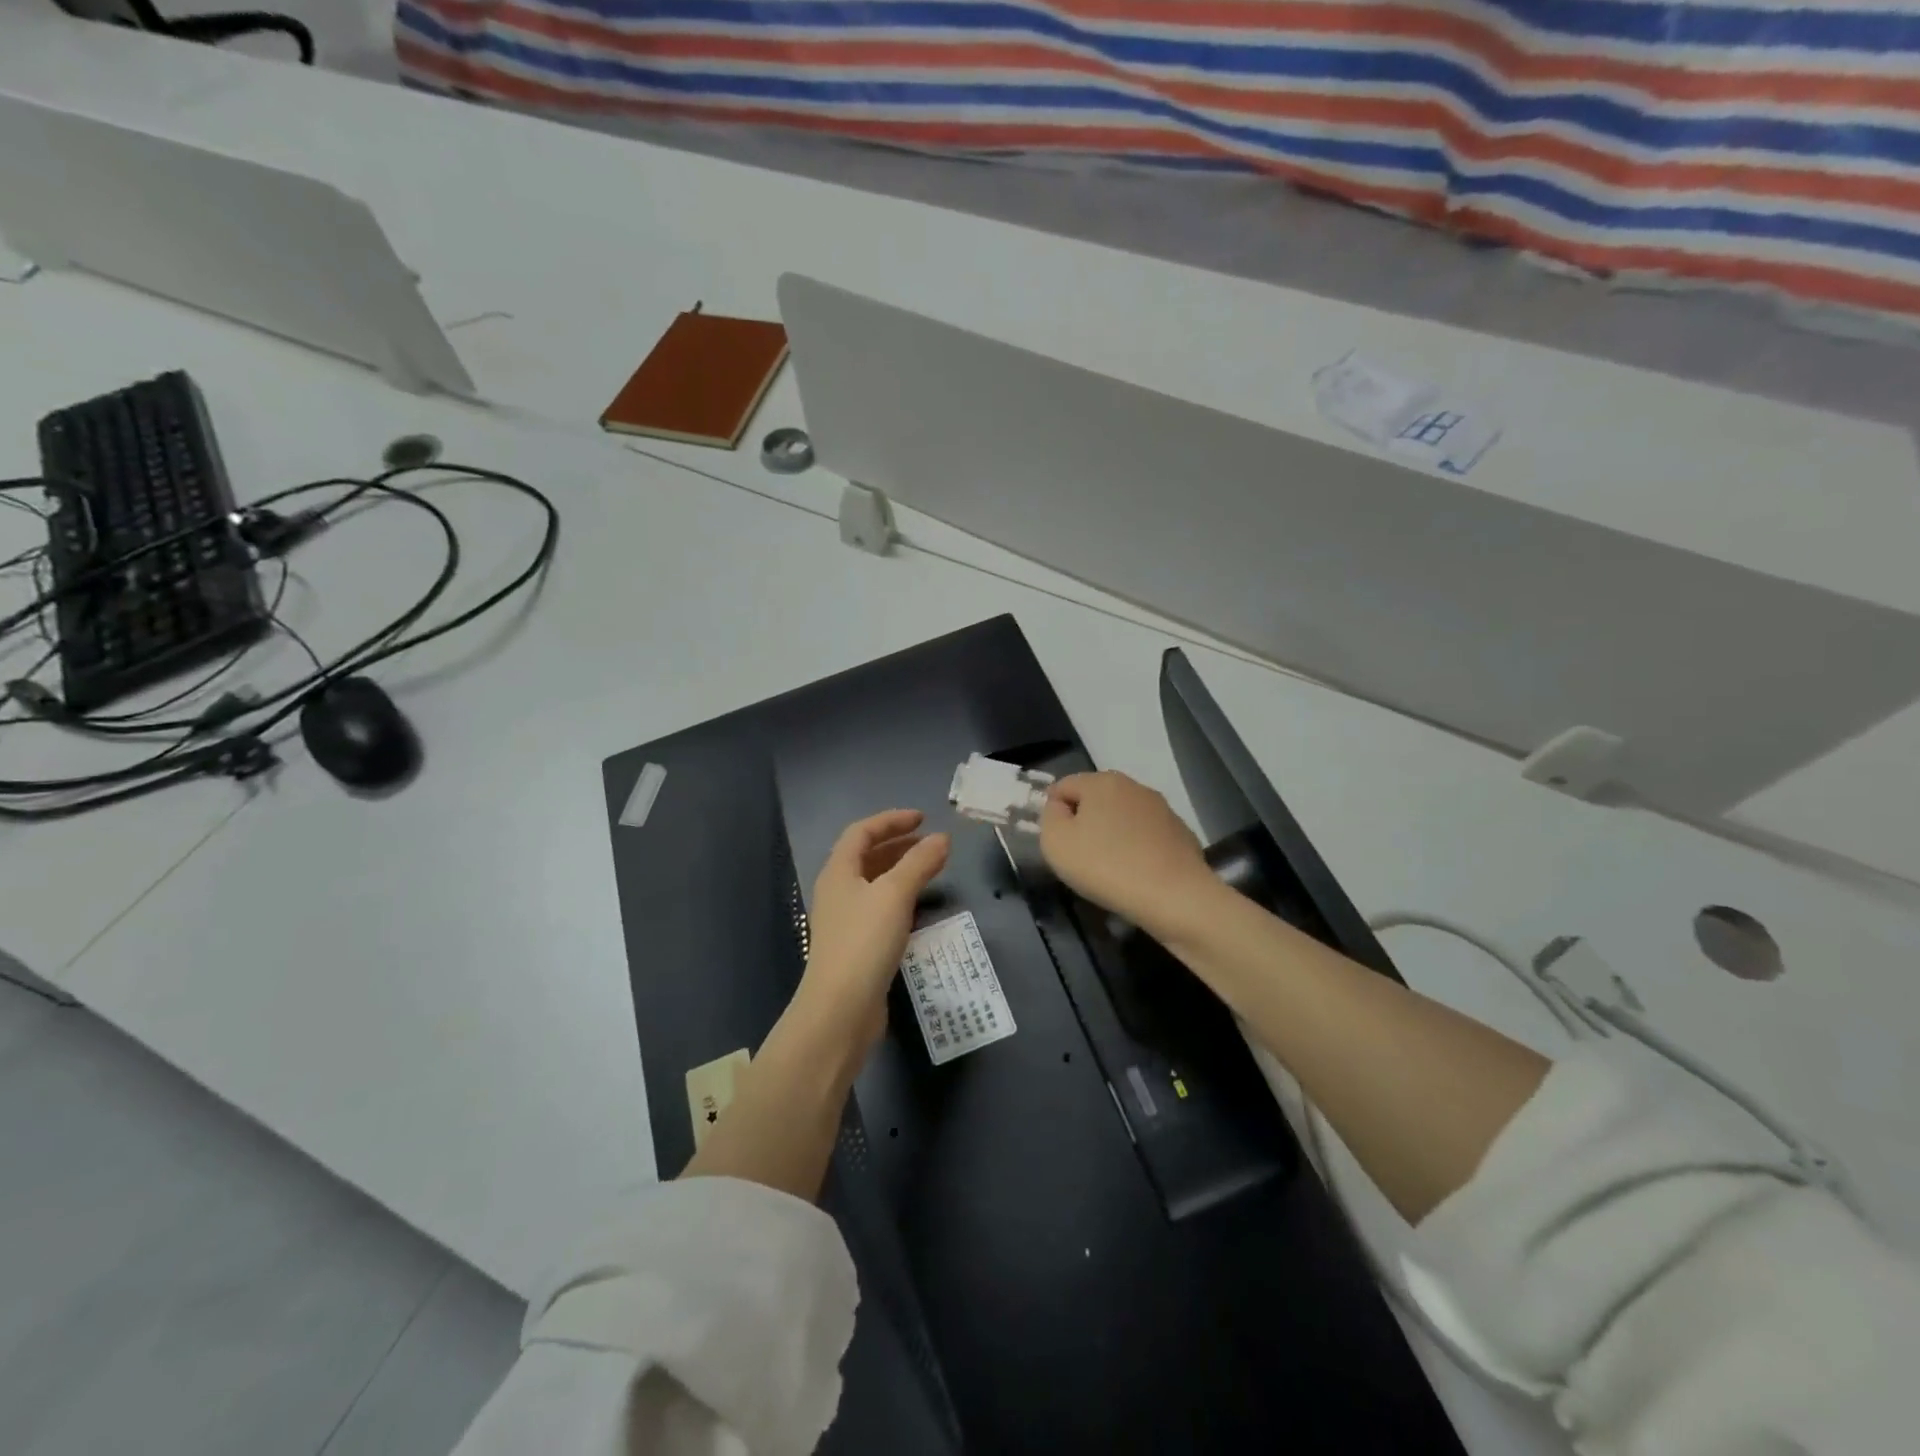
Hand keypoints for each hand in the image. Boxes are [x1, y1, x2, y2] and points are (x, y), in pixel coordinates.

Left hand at [799, 809, 949, 1050]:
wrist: (840, 1010)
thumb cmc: (864, 942)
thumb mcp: (895, 895)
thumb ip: (919, 863)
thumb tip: (942, 838)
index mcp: (838, 872)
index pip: (862, 832)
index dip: (891, 821)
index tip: (923, 818)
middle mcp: (837, 892)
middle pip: (866, 857)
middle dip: (898, 845)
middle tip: (930, 842)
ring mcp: (845, 920)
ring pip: (874, 883)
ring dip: (901, 870)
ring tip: (931, 868)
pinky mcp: (856, 946)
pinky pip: (879, 908)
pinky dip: (900, 897)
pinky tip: (919, 906)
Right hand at [1040, 772, 1218, 939]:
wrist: (1175, 897)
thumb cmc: (1106, 866)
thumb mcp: (1056, 842)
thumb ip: (1049, 817)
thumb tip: (1060, 808)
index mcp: (1101, 781)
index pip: (1063, 786)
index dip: (1053, 813)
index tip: (1059, 844)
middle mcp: (1133, 786)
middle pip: (1095, 799)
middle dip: (1084, 823)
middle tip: (1081, 858)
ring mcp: (1161, 808)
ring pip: (1122, 817)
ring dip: (1111, 835)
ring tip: (1110, 869)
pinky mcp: (1180, 832)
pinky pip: (1146, 836)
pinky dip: (1137, 849)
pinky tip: (1137, 874)